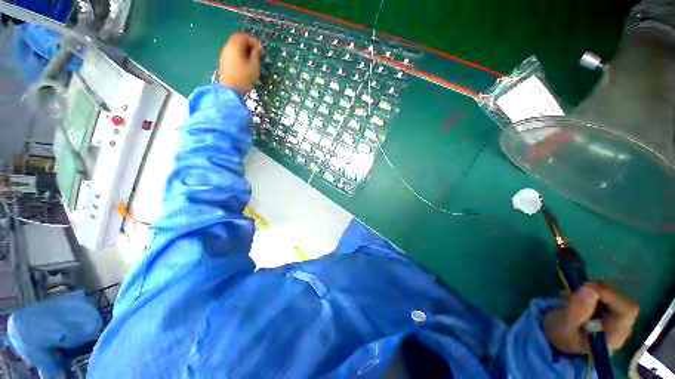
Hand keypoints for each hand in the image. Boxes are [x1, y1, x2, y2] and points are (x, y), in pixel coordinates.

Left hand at [219, 33, 262, 95]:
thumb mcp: (254, 66)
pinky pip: (233, 54)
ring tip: (253, 60)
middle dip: (249, 45)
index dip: (253, 41)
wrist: (230, 90)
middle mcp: (227, 47)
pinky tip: (246, 65)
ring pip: (235, 48)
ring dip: (245, 51)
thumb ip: (256, 54)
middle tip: (257, 53)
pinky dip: (240, 56)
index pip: (243, 36)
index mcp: (235, 45)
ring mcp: (224, 55)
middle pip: (238, 40)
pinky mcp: (224, 63)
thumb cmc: (244, 78)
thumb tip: (257, 49)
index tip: (261, 49)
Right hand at [543, 282, 638, 353]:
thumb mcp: (564, 325)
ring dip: (595, 290)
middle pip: (623, 301)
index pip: (627, 311)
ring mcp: (617, 320)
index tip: (588, 288)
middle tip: (578, 290)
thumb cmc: (562, 335)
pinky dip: (593, 291)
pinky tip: (577, 296)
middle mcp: (621, 327)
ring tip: (573, 294)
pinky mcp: (610, 313)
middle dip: (601, 291)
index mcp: (614, 336)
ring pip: (615, 295)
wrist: (559, 340)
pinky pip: (608, 296)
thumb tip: (589, 288)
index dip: (611, 295)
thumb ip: (576, 311)